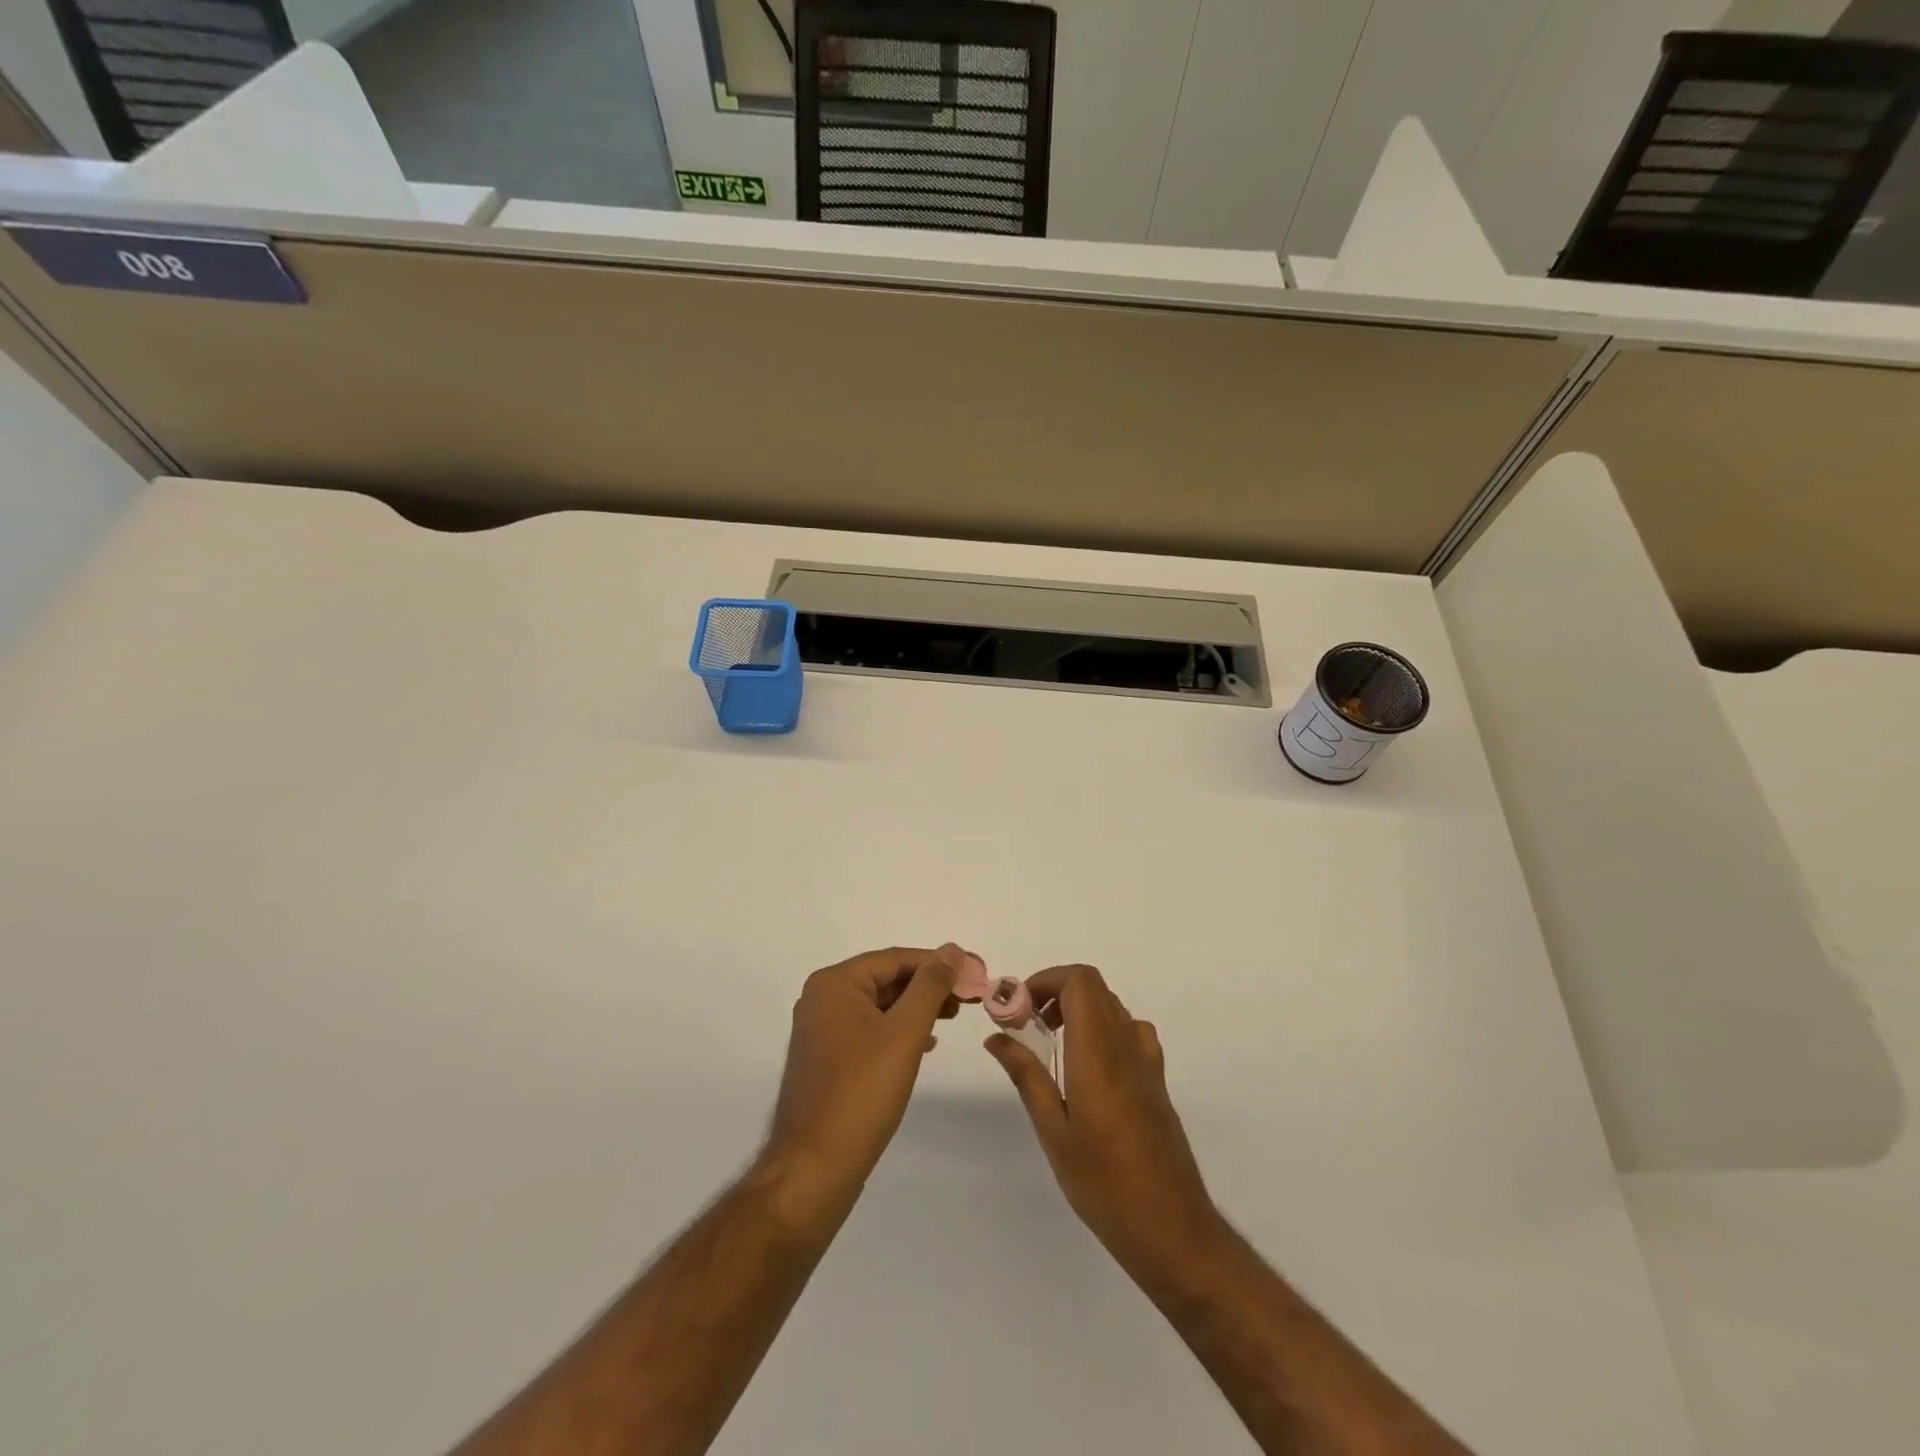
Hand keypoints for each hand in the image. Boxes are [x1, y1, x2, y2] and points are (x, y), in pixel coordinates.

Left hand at [759, 945, 961, 1233]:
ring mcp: (821, 1031)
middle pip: (886, 979)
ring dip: (916, 1008)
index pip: (895, 959)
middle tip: (969, 998)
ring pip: (879, 1006)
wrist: (814, 1168)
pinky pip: (869, 1030)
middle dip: (928, 986)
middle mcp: (822, 999)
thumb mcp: (905, 1032)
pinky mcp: (827, 1060)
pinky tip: (924, 1045)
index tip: (975, 972)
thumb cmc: (862, 1092)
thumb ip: (930, 985)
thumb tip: (952, 949)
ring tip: (952, 1017)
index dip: (938, 963)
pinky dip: (898, 1031)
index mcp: (834, 984)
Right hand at [986, 965, 1224, 1286]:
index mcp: (1098, 1052)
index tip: (1018, 1009)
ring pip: (1111, 1005)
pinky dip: (1104, 1028)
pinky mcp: (1157, 1080)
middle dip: (1055, 991)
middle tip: (1027, 1024)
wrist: (1172, 1228)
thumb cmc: (1104, 1184)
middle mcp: (1126, 1045)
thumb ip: (1026, 1076)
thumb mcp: (1054, 1131)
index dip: (1046, 980)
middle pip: (1094, 986)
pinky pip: (1130, 1030)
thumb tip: (996, 1037)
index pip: (1079, 981)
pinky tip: (1089, 1065)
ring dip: (1078, 1008)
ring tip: (1052, 1043)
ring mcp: (1147, 1061)